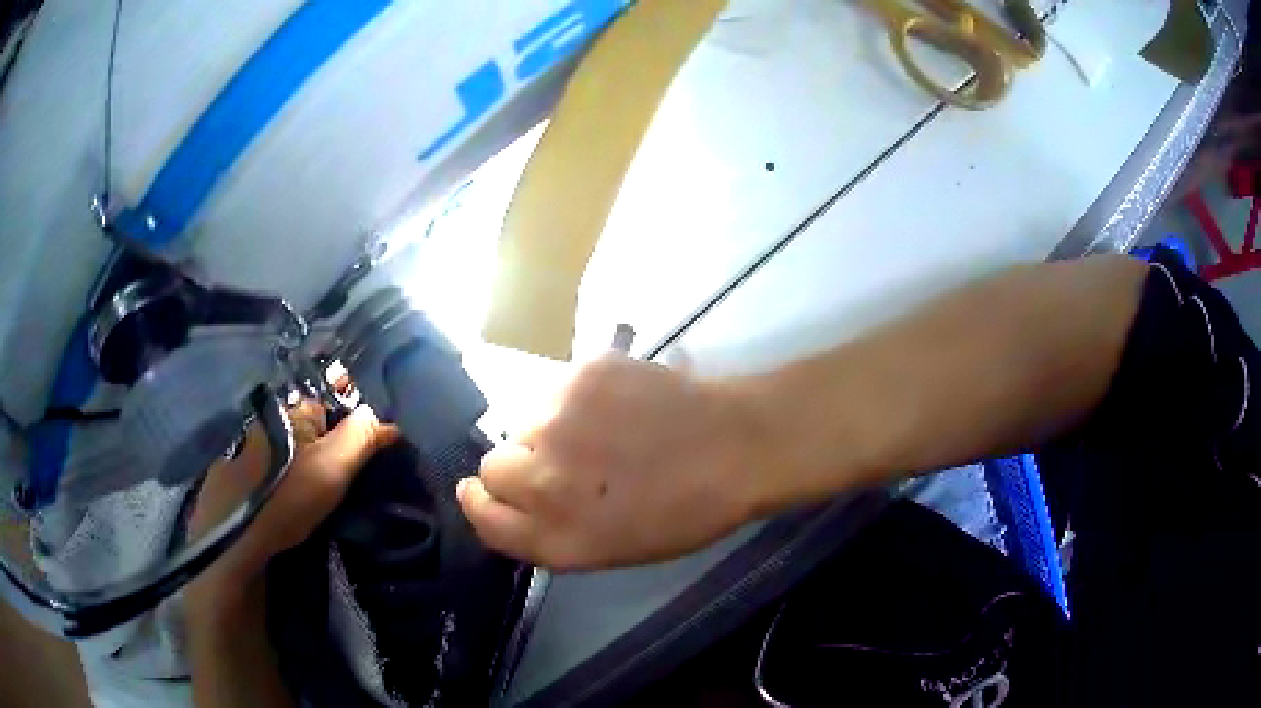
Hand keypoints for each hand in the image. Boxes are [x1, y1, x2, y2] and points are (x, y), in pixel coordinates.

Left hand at [187, 402, 397, 608]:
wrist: (233, 540)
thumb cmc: (286, 500)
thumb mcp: (332, 469)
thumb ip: (361, 438)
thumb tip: (386, 419)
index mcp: (289, 414)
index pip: (326, 407)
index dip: (345, 430)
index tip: (355, 461)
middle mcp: (264, 422)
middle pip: (302, 429)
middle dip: (319, 446)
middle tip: (333, 483)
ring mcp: (242, 448)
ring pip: (279, 450)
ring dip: (293, 464)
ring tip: (306, 497)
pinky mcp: (228, 475)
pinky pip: (260, 468)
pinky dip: (271, 479)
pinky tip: (276, 504)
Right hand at [457, 355, 771, 569]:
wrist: (736, 446)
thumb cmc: (684, 510)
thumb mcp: (612, 549)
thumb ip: (550, 532)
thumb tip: (509, 499)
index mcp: (557, 538)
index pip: (483, 517)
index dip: (482, 503)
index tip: (487, 492)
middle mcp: (545, 481)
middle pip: (492, 466)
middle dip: (516, 467)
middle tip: (560, 461)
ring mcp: (559, 421)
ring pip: (523, 422)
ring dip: (547, 430)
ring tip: (600, 432)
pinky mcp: (580, 374)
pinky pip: (554, 390)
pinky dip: (575, 400)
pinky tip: (617, 405)